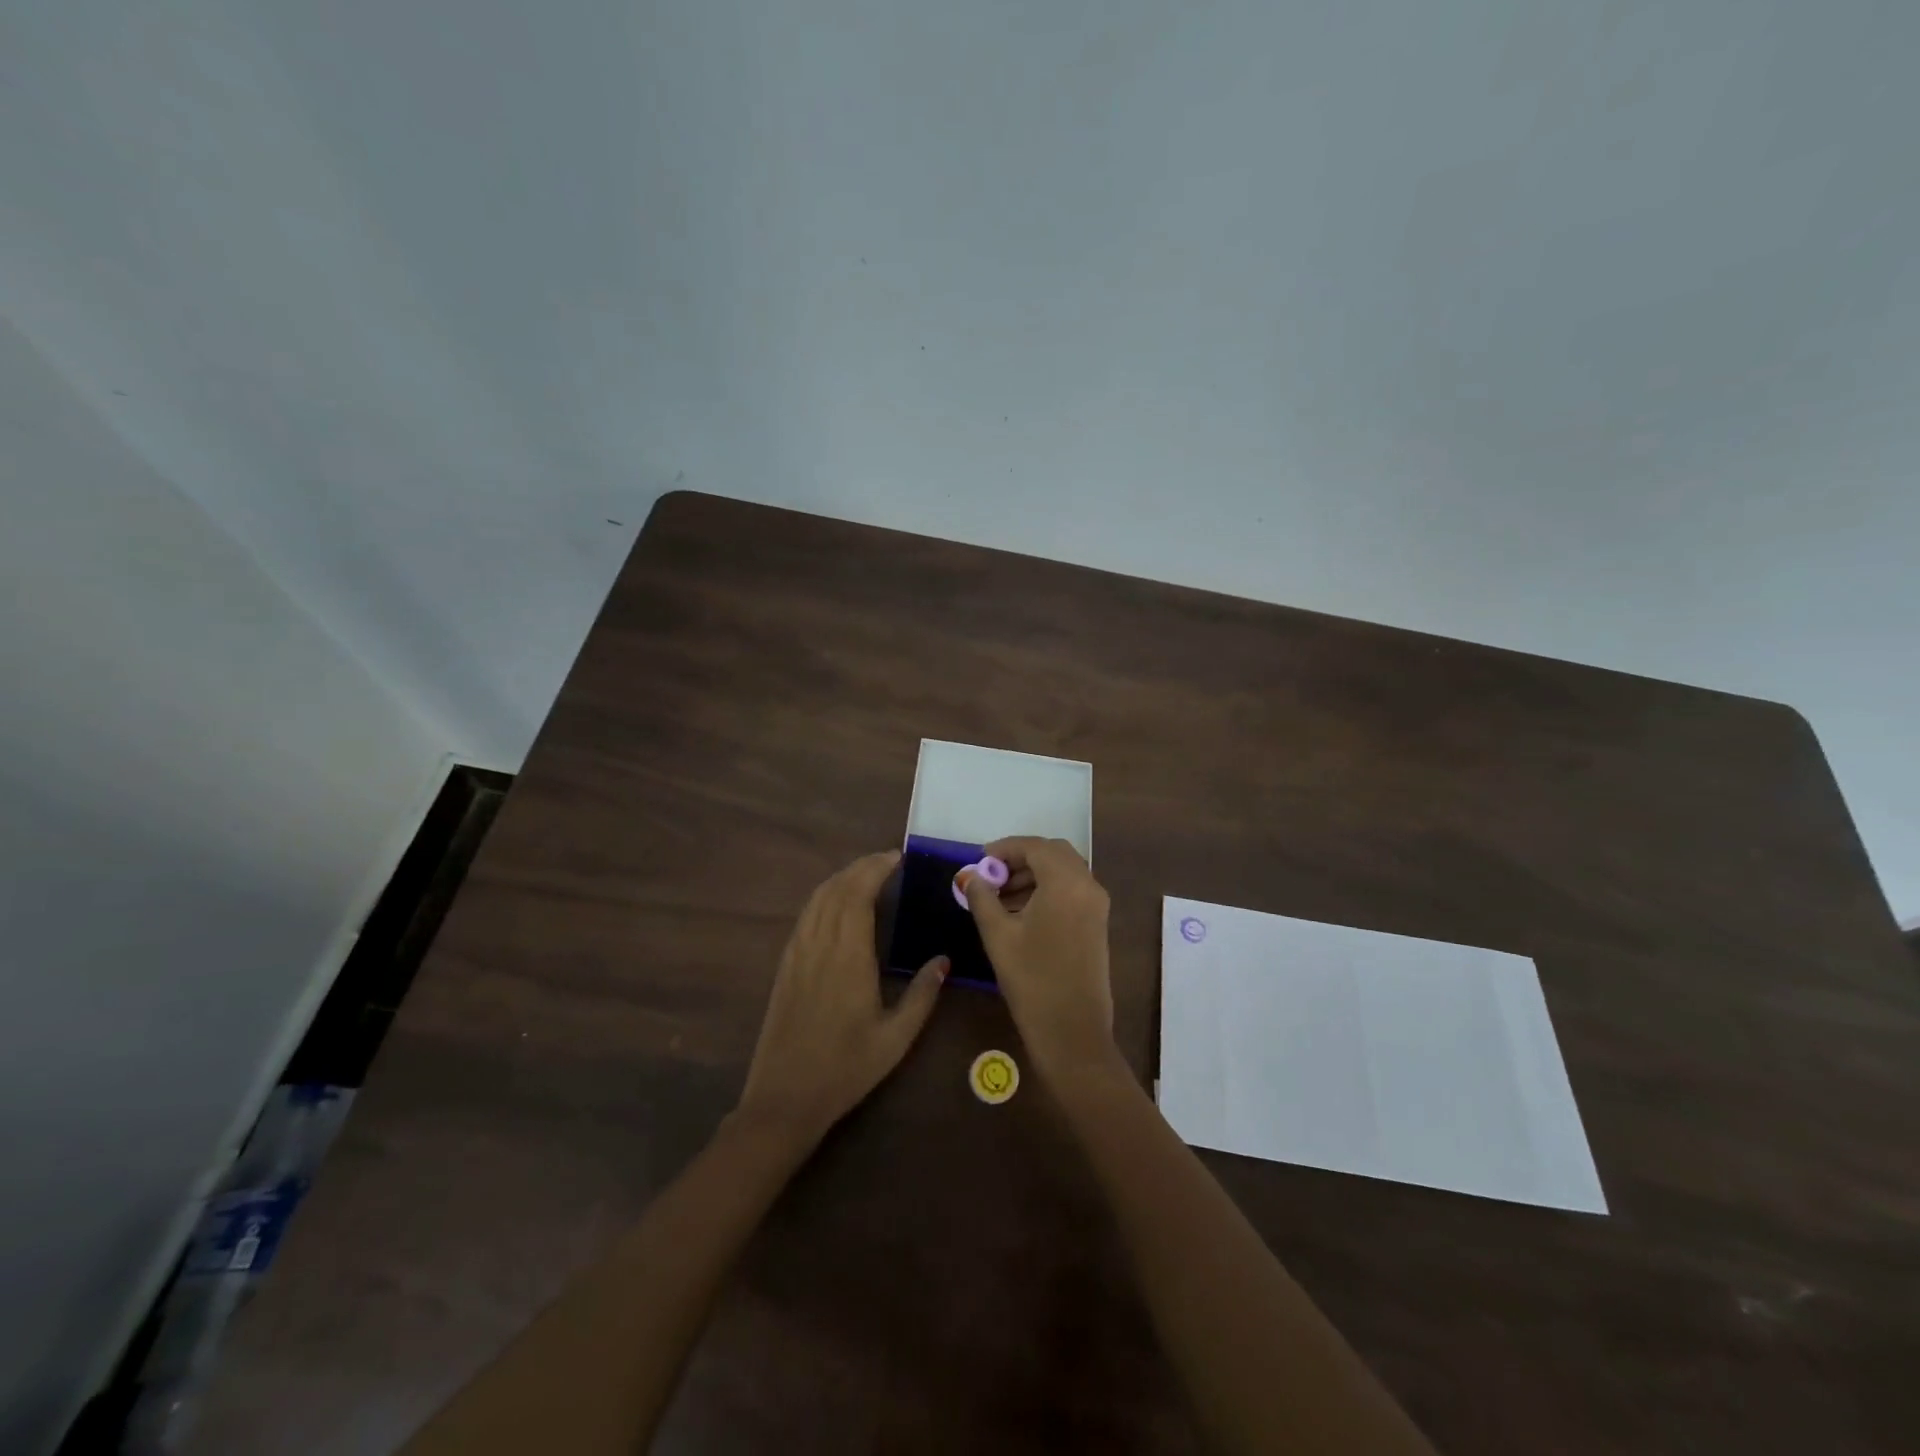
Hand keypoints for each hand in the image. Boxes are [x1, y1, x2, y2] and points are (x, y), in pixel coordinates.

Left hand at [738, 851, 946, 1140]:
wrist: (784, 1098)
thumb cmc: (845, 1069)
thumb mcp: (895, 1038)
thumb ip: (922, 995)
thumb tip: (943, 960)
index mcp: (848, 956)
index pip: (859, 893)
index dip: (877, 867)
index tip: (899, 857)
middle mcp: (820, 944)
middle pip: (837, 887)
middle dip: (862, 866)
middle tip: (889, 860)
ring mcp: (798, 952)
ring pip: (818, 897)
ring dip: (842, 877)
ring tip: (868, 873)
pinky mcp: (786, 964)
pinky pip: (806, 915)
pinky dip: (824, 896)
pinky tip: (838, 904)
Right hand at [963, 837, 1117, 1082]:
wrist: (1072, 1031)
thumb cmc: (1032, 980)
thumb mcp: (998, 935)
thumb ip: (982, 898)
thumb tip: (969, 876)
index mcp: (1066, 882)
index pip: (1035, 847)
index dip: (1005, 848)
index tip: (979, 860)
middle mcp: (1088, 886)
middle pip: (1054, 854)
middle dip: (1021, 859)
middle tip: (991, 875)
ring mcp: (1097, 905)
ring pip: (1064, 872)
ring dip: (1034, 874)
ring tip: (1000, 896)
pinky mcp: (1098, 923)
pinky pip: (1072, 890)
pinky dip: (1048, 889)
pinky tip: (1021, 912)